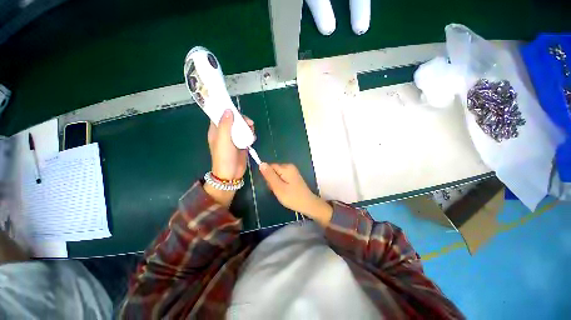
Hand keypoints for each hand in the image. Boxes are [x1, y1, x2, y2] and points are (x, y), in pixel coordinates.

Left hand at [208, 109, 254, 179]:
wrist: (231, 173)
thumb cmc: (224, 156)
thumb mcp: (223, 140)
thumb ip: (225, 125)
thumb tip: (228, 110)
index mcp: (216, 130)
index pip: (220, 115)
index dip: (227, 110)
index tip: (236, 110)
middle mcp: (225, 133)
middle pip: (233, 120)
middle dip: (241, 119)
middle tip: (248, 123)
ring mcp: (234, 138)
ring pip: (241, 127)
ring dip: (247, 127)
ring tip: (251, 130)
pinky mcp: (242, 144)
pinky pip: (246, 135)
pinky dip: (250, 134)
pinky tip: (252, 138)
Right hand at [259, 163, 332, 225]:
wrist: (308, 204)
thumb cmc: (292, 197)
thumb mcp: (278, 187)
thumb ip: (269, 175)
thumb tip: (261, 163)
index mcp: (286, 168)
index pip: (270, 167)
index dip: (268, 176)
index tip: (271, 186)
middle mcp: (290, 167)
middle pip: (274, 171)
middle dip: (272, 181)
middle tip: (277, 190)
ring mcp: (293, 172)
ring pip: (278, 175)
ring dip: (276, 184)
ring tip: (281, 192)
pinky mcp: (294, 177)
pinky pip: (283, 178)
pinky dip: (281, 185)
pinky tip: (285, 192)